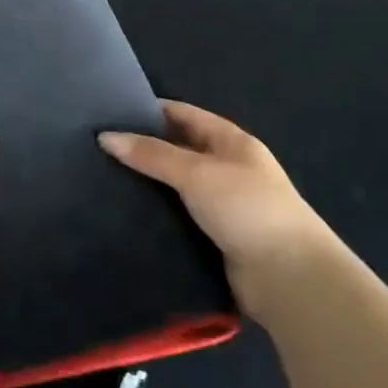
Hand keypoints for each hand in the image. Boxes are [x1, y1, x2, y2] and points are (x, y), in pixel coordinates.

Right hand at [99, 101, 330, 314]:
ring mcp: (224, 205)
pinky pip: (179, 217)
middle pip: (179, 150)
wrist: (289, 277)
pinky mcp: (216, 237)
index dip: (150, 110)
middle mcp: (229, 168)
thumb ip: (152, 155)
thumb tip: (106, 136)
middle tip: (98, 149)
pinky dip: (157, 215)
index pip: (184, 115)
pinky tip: (126, 215)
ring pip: (176, 186)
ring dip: (148, 185)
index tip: (110, 112)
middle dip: (144, 148)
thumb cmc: (246, 208)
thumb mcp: (196, 172)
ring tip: (102, 180)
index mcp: (232, 142)